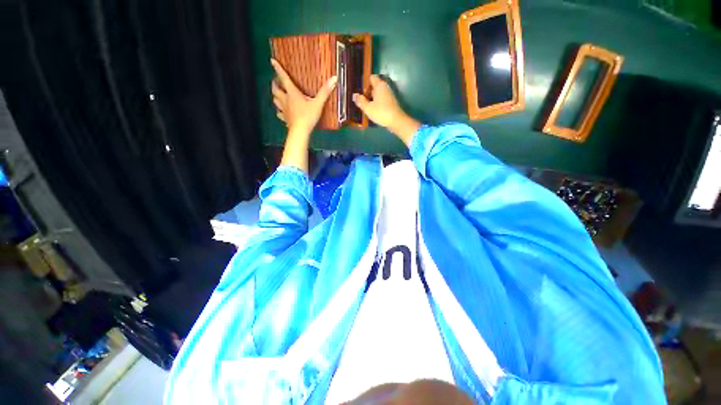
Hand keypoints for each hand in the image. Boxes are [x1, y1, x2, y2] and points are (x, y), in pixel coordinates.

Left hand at [271, 59, 336, 136]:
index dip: (278, 69)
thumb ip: (325, 92)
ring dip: (275, 96)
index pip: (284, 78)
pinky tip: (281, 112)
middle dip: (275, 84)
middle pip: (276, 89)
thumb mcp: (318, 104)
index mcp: (292, 94)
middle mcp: (286, 100)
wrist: (300, 131)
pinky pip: (279, 114)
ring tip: (277, 94)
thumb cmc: (308, 116)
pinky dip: (279, 111)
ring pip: (275, 100)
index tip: (272, 61)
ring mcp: (284, 110)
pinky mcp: (285, 119)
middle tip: (276, 81)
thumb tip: (334, 78)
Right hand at [352, 75, 420, 145]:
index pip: (372, 78)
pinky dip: (376, 104)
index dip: (365, 83)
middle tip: (360, 100)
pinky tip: (372, 111)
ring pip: (377, 95)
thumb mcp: (368, 108)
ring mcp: (389, 96)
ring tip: (365, 106)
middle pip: (374, 87)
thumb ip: (361, 101)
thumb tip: (354, 95)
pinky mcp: (391, 103)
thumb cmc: (381, 112)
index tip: (360, 91)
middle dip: (367, 92)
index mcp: (380, 85)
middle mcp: (385, 88)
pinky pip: (381, 100)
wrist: (396, 121)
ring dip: (371, 99)